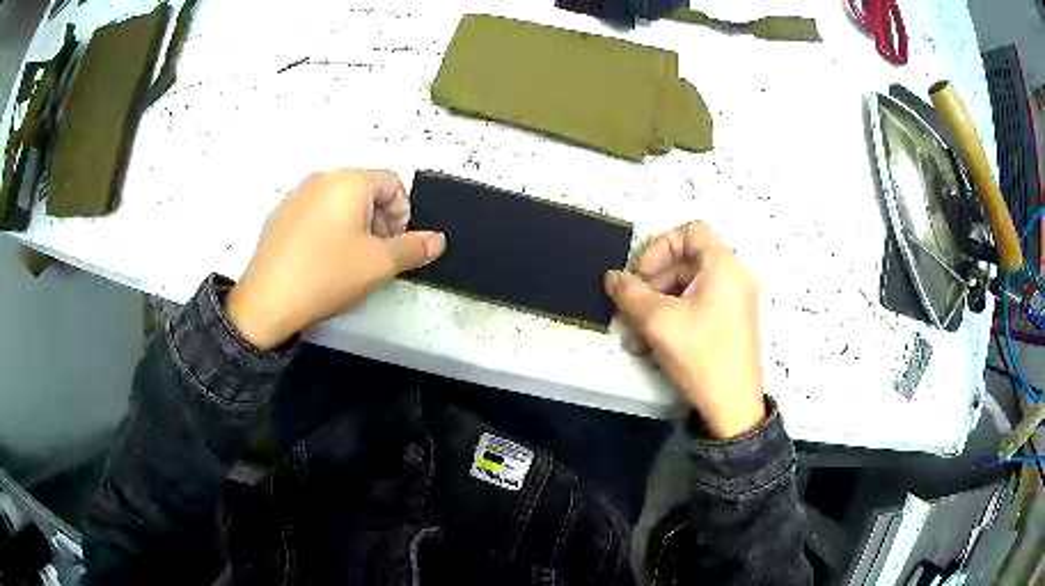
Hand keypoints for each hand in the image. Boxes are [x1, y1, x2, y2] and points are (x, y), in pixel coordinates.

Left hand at [227, 170, 445, 349]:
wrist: (267, 301)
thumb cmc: (327, 274)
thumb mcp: (379, 264)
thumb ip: (413, 248)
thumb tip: (438, 239)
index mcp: (350, 180)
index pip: (394, 184)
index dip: (404, 215)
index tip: (397, 246)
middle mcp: (322, 178)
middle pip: (366, 191)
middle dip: (380, 220)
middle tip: (376, 256)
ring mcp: (296, 195)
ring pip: (339, 202)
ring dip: (355, 226)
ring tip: (348, 261)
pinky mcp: (279, 216)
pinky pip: (315, 214)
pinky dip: (328, 230)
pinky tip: (321, 261)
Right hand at [604, 222, 764, 438]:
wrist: (733, 406)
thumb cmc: (700, 354)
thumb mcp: (658, 321)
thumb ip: (630, 293)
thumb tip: (612, 276)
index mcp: (723, 266)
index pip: (690, 231)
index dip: (660, 246)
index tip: (641, 274)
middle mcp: (733, 277)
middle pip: (685, 263)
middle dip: (651, 285)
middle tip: (628, 311)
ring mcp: (735, 302)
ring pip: (688, 290)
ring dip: (656, 307)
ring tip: (632, 336)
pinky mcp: (731, 324)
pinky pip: (698, 308)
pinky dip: (673, 319)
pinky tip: (649, 345)